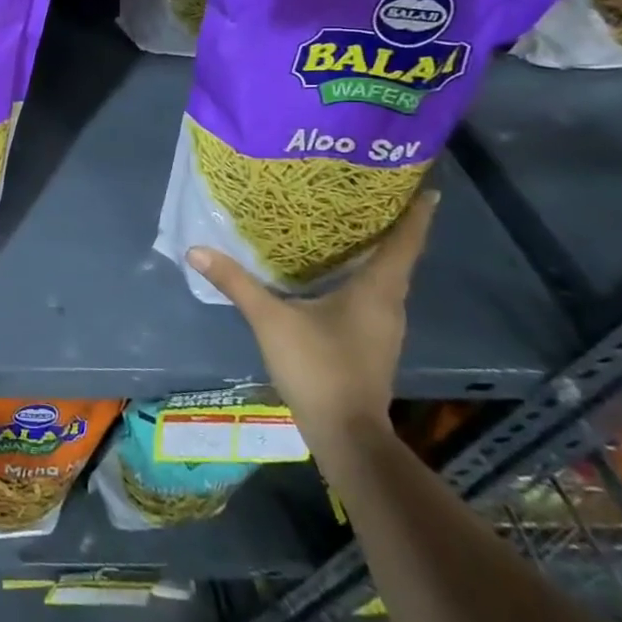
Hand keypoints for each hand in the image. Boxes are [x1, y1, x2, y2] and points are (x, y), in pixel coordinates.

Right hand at [186, 190, 438, 451]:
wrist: (345, 434)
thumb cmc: (318, 368)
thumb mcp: (271, 320)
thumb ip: (236, 283)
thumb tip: (196, 250)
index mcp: (377, 290)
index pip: (405, 242)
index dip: (416, 214)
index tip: (425, 187)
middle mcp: (389, 304)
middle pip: (397, 256)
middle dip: (388, 225)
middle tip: (367, 193)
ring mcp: (384, 327)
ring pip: (384, 277)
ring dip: (374, 252)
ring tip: (347, 225)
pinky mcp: (372, 342)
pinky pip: (373, 296)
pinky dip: (361, 276)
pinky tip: (334, 273)